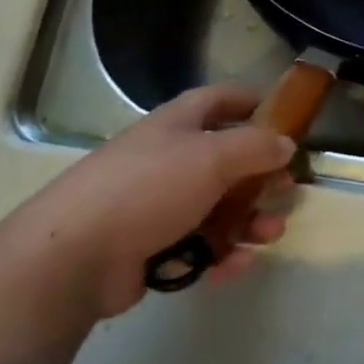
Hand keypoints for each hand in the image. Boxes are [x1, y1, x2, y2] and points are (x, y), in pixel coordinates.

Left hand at [38, 86, 295, 319]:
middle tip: (285, 190)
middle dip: (259, 176)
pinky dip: (221, 254)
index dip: (252, 102)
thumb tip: (285, 143)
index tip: (285, 117)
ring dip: (248, 221)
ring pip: (216, 208)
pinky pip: (198, 246)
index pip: (219, 100)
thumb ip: (255, 147)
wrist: (77, 253)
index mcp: (178, 124)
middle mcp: (169, 158)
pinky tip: (239, 264)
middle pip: (225, 160)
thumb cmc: (150, 187)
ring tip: (270, 235)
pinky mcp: (151, 247)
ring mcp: (158, 204)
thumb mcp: (211, 157)